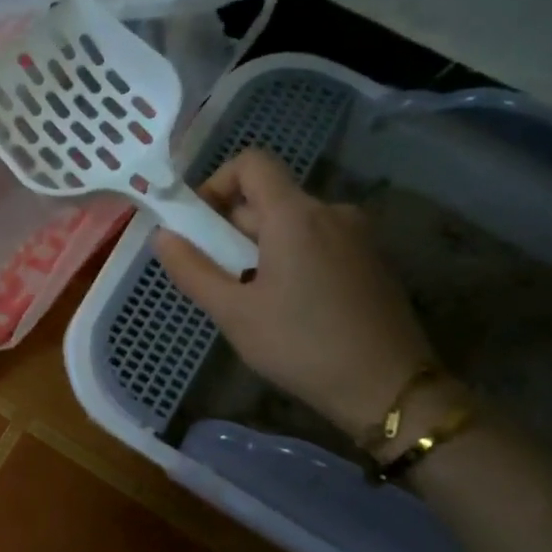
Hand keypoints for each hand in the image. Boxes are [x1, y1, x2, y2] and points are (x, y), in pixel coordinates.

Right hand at [152, 150, 434, 437]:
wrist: (388, 388)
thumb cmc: (300, 346)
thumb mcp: (233, 312)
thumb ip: (192, 269)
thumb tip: (163, 236)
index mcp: (296, 215)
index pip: (251, 163)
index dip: (216, 183)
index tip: (198, 226)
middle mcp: (331, 212)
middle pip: (267, 198)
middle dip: (231, 229)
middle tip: (215, 276)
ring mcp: (356, 235)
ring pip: (290, 224)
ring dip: (258, 247)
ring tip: (249, 298)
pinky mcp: (370, 260)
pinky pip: (316, 242)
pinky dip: (289, 258)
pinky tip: (287, 306)